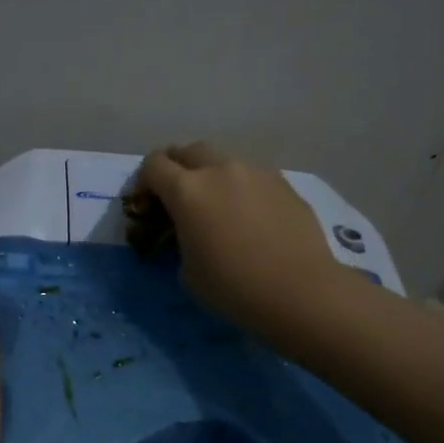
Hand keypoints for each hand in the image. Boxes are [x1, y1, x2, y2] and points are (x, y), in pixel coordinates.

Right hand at [134, 141, 346, 344]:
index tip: (147, 204)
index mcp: (187, 190)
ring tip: (218, 206)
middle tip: (178, 196)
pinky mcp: (284, 184)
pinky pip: (252, 177)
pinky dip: (241, 189)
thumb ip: (179, 240)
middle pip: (188, 150)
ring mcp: (255, 173)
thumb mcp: (187, 271)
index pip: (153, 165)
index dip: (143, 181)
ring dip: (211, 176)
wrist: (300, 292)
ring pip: (223, 160)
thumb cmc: (232, 287)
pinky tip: (250, 218)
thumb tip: (189, 233)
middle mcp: (220, 170)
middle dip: (176, 167)